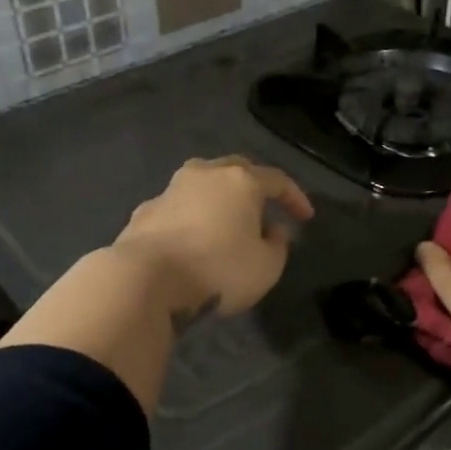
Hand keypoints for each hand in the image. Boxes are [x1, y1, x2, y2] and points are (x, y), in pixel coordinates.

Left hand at [112, 156, 314, 320]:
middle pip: (237, 170)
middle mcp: (205, 175)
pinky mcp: (146, 210)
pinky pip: (178, 206)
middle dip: (255, 187)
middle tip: (264, 208)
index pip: (277, 180)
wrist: (144, 279)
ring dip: (219, 198)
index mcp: (241, 181)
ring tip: (226, 221)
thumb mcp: (266, 268)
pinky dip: (191, 216)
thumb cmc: (216, 270)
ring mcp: (171, 189)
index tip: (305, 218)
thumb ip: (278, 245)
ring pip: (203, 183)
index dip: (295, 197)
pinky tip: (192, 239)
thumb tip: (272, 230)